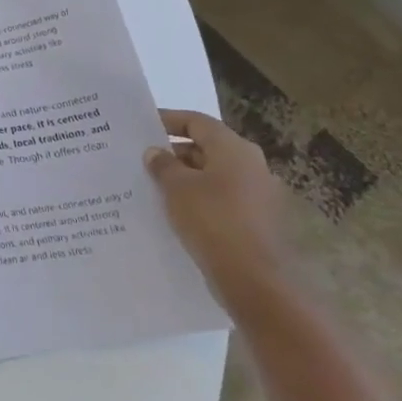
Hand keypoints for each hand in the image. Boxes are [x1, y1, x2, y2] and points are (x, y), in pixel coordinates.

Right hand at [145, 109, 291, 318]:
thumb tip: (156, 152)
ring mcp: (259, 195)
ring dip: (186, 177)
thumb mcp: (176, 187)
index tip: (142, 126)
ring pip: (214, 175)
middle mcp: (252, 166)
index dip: (168, 120)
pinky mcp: (257, 220)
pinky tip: (175, 211)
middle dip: (175, 152)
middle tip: (143, 159)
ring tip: (154, 186)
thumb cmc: (212, 220)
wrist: (254, 280)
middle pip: (207, 148)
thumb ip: (162, 164)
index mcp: (235, 149)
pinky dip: (199, 198)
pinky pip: (221, 198)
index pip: (197, 122)